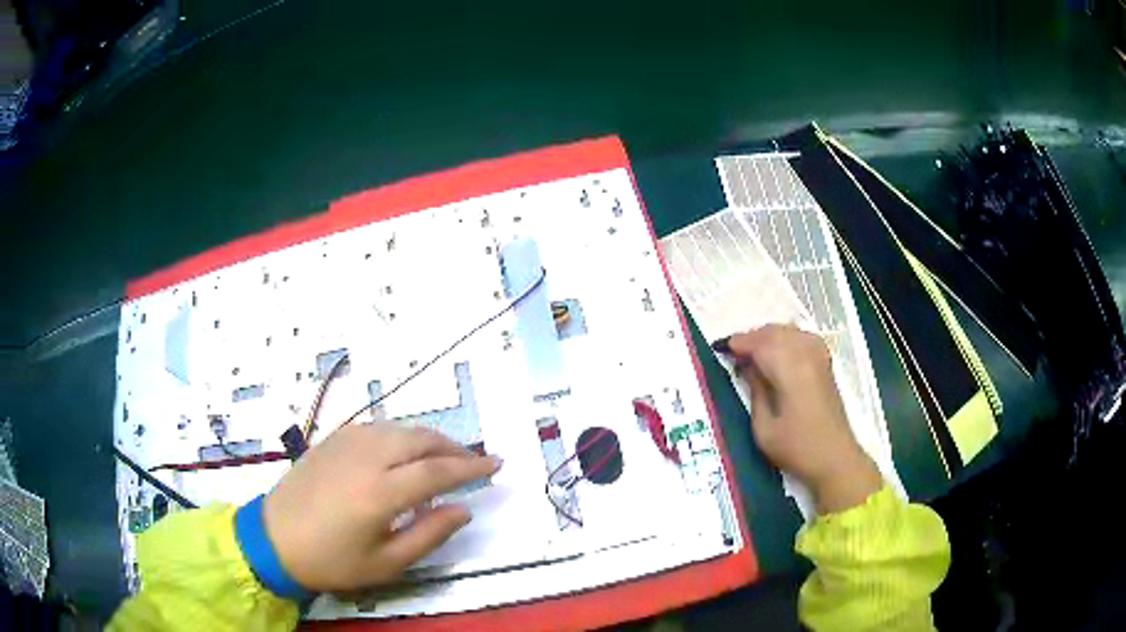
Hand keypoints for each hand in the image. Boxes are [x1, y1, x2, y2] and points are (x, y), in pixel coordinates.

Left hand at [263, 424, 500, 591]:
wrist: (274, 539)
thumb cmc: (332, 560)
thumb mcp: (386, 563)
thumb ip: (429, 535)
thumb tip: (463, 510)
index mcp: (380, 492)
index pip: (438, 471)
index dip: (471, 467)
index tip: (497, 465)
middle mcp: (367, 458)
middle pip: (421, 440)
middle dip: (454, 447)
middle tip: (474, 461)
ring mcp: (346, 443)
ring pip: (400, 428)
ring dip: (429, 438)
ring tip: (445, 455)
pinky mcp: (332, 440)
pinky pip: (377, 428)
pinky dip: (401, 435)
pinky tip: (403, 451)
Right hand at [720, 324, 881, 514]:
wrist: (835, 458)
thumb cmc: (796, 449)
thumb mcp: (764, 428)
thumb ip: (755, 391)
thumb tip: (746, 366)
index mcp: (790, 371)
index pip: (761, 343)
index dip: (739, 342)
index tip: (720, 348)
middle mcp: (806, 356)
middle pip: (775, 332)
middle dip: (751, 337)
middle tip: (733, 353)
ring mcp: (818, 357)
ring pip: (789, 331)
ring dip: (768, 336)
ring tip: (752, 353)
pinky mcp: (825, 363)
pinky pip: (801, 337)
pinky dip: (786, 338)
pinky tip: (778, 351)